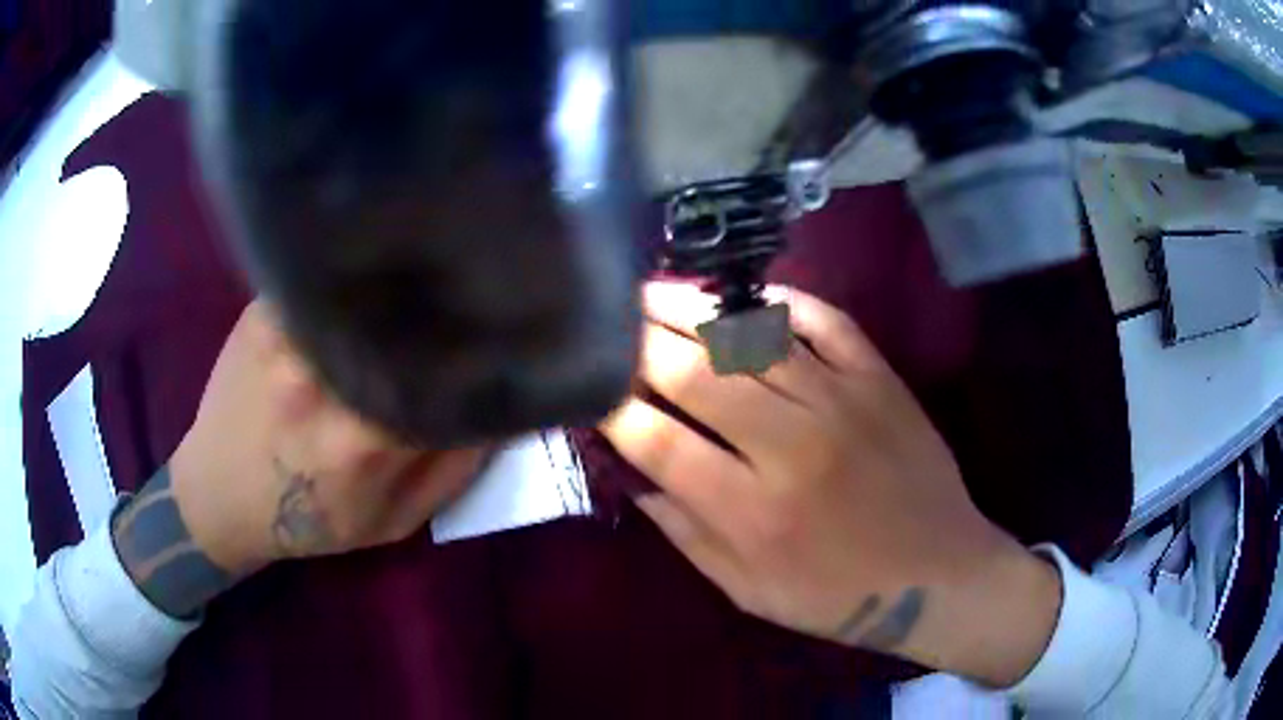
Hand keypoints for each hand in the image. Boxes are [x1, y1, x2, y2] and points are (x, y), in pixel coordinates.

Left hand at [112, 301, 489, 616]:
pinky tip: (367, 269)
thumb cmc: (309, 521)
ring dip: (399, 279)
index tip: (508, 328)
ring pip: (363, 287)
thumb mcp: (391, 522)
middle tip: (475, 282)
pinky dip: (352, 273)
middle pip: (406, 314)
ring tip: (428, 265)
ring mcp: (284, 337)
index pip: (446, 370)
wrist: (221, 498)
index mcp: (363, 438)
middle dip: (445, 301)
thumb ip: (452, 470)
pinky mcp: (261, 314)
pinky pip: (321, 278)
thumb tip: (503, 409)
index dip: (484, 345)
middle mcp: (322, 378)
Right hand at [601, 284, 1061, 686]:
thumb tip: (633, 475)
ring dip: (692, 308)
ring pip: (751, 336)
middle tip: (607, 318)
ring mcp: (842, 402)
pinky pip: (824, 319)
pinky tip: (744, 296)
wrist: (939, 576)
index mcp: (753, 513)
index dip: (610, 406)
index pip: (658, 441)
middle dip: (638, 340)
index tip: (587, 385)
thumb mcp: (748, 592)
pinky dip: (780, 299)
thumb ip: (686, 534)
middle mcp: (792, 447)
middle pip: (696, 373)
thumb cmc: (838, 597)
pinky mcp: (879, 379)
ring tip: (651, 292)